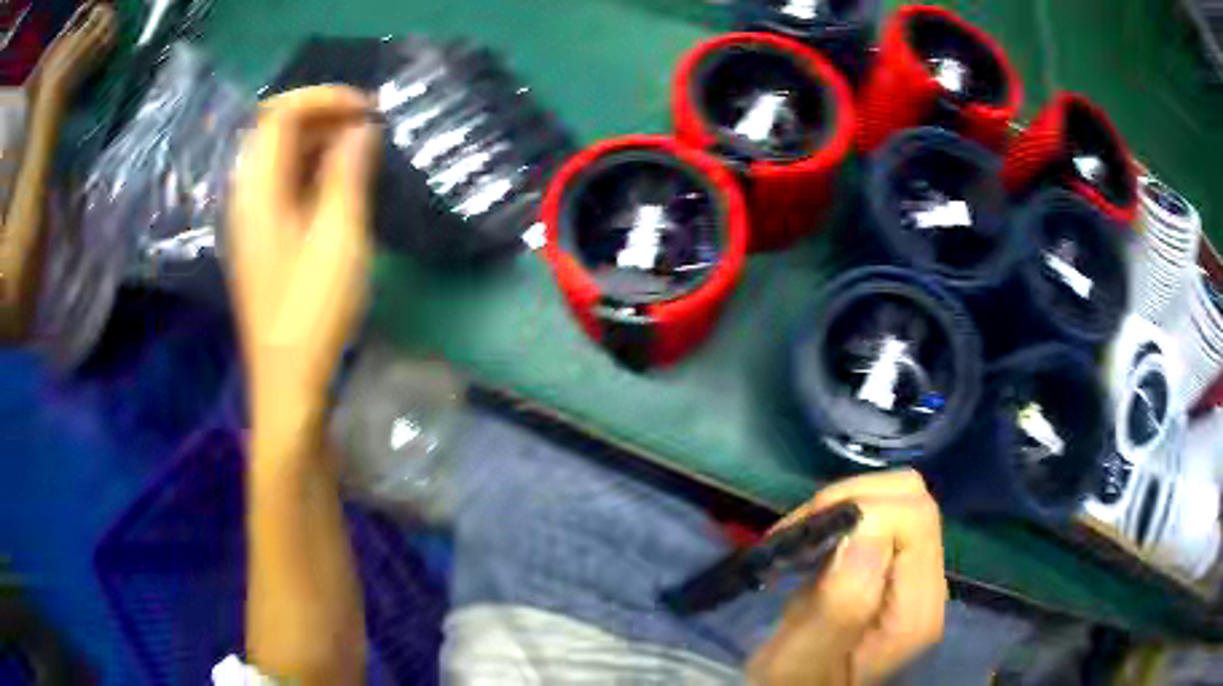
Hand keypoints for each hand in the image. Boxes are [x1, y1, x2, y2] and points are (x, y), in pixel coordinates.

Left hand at [226, 86, 379, 431]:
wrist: (287, 380)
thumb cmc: (312, 312)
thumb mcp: (339, 237)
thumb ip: (348, 174)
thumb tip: (361, 128)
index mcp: (257, 191)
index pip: (279, 114)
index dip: (323, 98)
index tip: (368, 108)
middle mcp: (246, 196)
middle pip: (276, 130)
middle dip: (323, 115)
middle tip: (369, 124)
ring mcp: (251, 218)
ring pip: (280, 156)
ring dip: (319, 140)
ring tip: (362, 146)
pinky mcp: (262, 237)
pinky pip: (283, 183)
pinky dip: (312, 167)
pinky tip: (341, 180)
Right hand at [748, 471, 946, 685]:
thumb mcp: (801, 665)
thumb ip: (838, 608)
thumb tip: (866, 529)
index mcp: (914, 611)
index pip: (916, 518)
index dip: (864, 509)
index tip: (807, 538)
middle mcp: (925, 585)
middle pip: (913, 498)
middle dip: (852, 499)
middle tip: (798, 536)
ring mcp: (911, 577)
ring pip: (896, 501)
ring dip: (843, 507)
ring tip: (798, 545)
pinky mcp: (892, 574)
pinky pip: (879, 521)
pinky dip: (842, 519)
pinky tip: (810, 551)